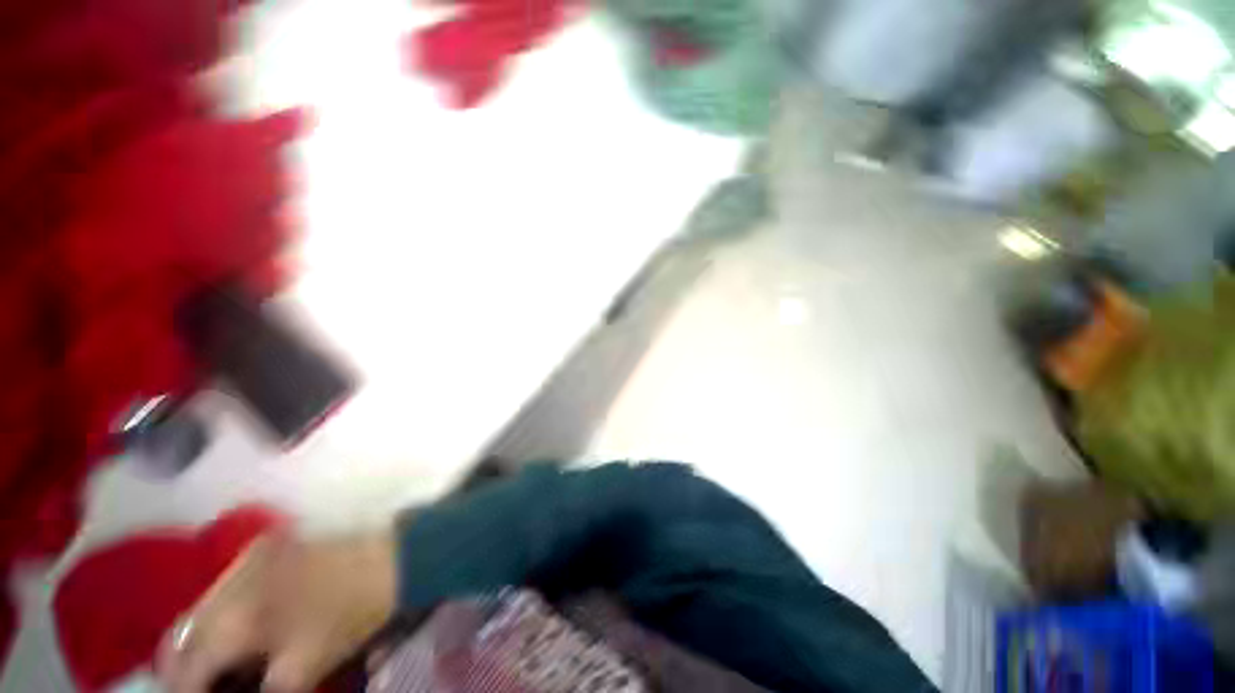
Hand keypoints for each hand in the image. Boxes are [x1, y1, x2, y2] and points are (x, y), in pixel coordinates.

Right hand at [157, 529, 396, 692]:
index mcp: (234, 619)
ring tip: (220, 666)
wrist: (392, 558)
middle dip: (185, 670)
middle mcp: (227, 583)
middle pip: (181, 637)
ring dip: (200, 642)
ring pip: (197, 612)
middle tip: (208, 687)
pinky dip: (218, 616)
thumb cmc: (349, 615)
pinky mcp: (263, 547)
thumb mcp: (301, 671)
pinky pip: (220, 590)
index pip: (184, 670)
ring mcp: (244, 558)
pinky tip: (237, 633)